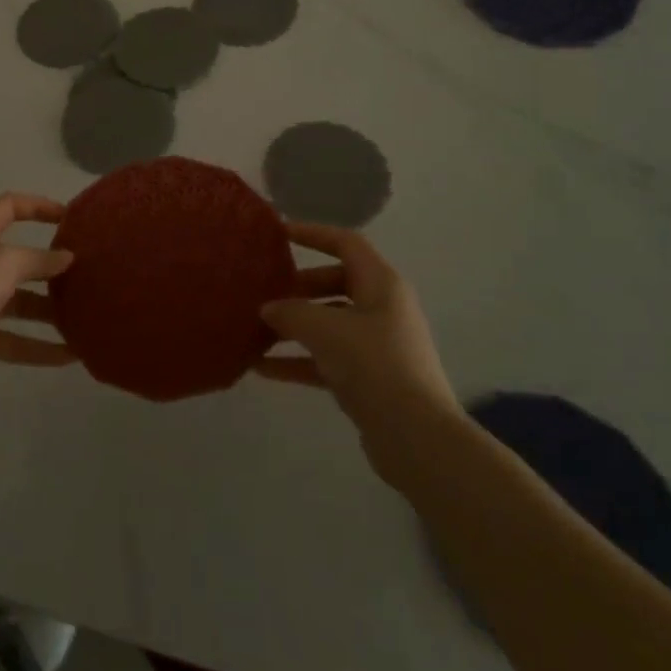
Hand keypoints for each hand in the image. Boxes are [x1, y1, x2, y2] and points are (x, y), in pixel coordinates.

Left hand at [0, 192, 74, 391]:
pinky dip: (40, 347)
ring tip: (84, 315)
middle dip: (50, 266)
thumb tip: (67, 257)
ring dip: (50, 310)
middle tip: (84, 272)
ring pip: (21, 302)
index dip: (38, 206)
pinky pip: (15, 340)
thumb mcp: (7, 262)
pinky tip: (70, 355)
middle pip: (18, 259)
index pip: (9, 207)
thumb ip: (40, 259)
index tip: (70, 217)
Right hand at [257, 222, 462, 486]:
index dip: (312, 234)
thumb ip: (291, 312)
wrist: (416, 437)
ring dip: (293, 326)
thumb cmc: (374, 364)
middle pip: (334, 283)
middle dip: (297, 287)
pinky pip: (327, 358)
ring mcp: (376, 344)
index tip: (278, 234)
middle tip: (263, 292)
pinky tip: (261, 369)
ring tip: (254, 330)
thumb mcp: (326, 329)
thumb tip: (268, 308)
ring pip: (328, 323)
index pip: (345, 243)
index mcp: (381, 283)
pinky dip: (298, 360)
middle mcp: (382, 307)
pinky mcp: (368, 378)